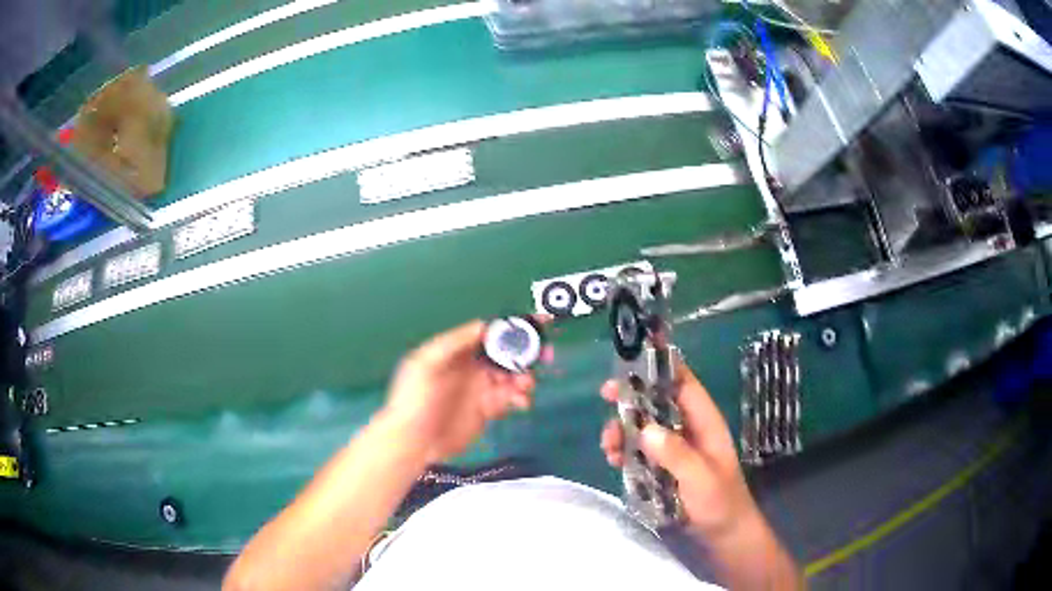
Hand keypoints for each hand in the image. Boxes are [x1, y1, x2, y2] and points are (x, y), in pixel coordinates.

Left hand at [382, 320, 540, 464]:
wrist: (413, 441)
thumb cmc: (414, 399)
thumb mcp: (427, 364)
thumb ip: (454, 343)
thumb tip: (483, 325)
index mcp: (458, 351)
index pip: (490, 333)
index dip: (512, 327)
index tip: (537, 321)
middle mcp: (472, 367)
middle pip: (506, 353)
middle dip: (527, 352)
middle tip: (544, 355)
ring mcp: (480, 389)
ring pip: (512, 376)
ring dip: (524, 377)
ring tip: (525, 385)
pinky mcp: (486, 410)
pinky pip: (510, 399)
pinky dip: (521, 398)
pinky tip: (521, 402)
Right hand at [599, 355, 759, 540]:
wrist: (723, 536)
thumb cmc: (719, 502)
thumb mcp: (700, 478)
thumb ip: (675, 454)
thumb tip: (645, 429)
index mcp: (704, 422)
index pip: (683, 384)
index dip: (659, 368)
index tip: (630, 363)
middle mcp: (687, 430)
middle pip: (656, 403)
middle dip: (631, 399)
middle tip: (605, 397)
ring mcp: (673, 450)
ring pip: (644, 427)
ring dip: (623, 429)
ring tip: (608, 444)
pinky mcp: (662, 468)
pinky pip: (639, 451)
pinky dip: (624, 451)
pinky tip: (613, 459)